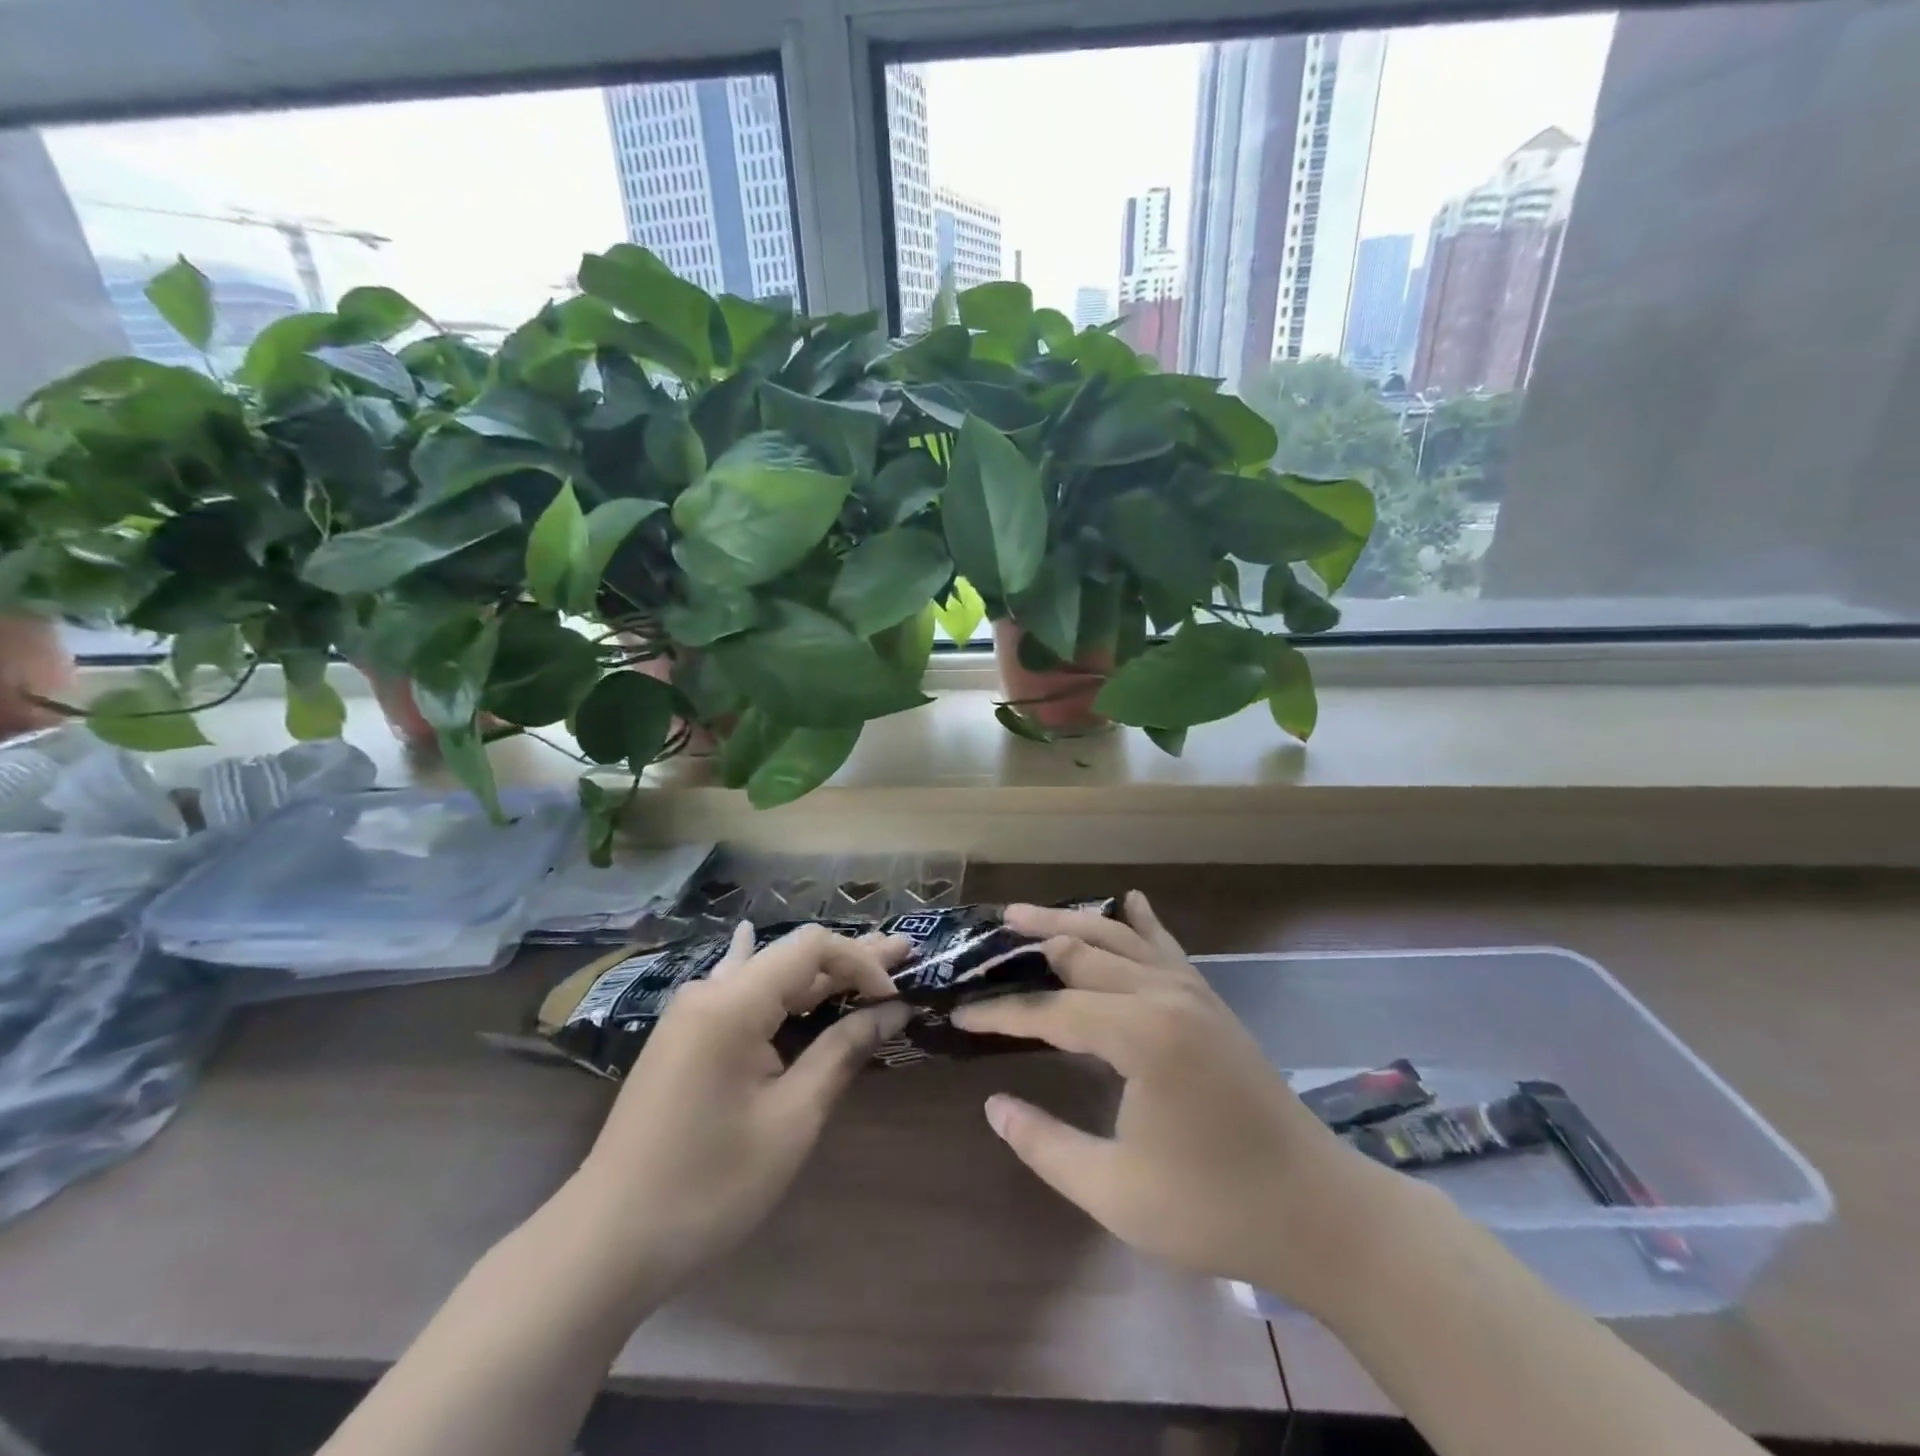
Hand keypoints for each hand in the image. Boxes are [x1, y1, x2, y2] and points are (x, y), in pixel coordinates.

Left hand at [571, 923, 909, 1297]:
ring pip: (766, 974)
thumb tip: (892, 1011)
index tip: (897, 997)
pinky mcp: (683, 1037)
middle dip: (850, 960)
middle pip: (792, 957)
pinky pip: (736, 991)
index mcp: (733, 1004)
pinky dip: (769, 979)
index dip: (862, 962)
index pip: (812, 949)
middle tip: (904, 953)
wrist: (607, 1241)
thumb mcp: (792, 1120)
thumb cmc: (709, 1185)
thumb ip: (842, 1053)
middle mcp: (709, 992)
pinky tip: (751, 938)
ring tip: (864, 958)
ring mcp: (690, 1013)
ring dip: (816, 972)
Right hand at [951, 892, 1406, 1315]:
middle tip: (988, 938)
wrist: (1317, 1211)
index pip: (1052, 1012)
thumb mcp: (1115, 1191)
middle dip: (1032, 943)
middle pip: (1083, 951)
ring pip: (1121, 937)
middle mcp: (1164, 996)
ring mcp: (1193, 992)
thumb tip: (994, 1105)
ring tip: (1029, 913)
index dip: (1002, 1014)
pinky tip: (1131, 900)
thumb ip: (1045, 1145)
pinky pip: (1166, 947)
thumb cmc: (1213, 1207)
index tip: (961, 1015)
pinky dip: (1142, 923)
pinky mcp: (1211, 1002)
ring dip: (1073, 921)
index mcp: (1140, 1035)